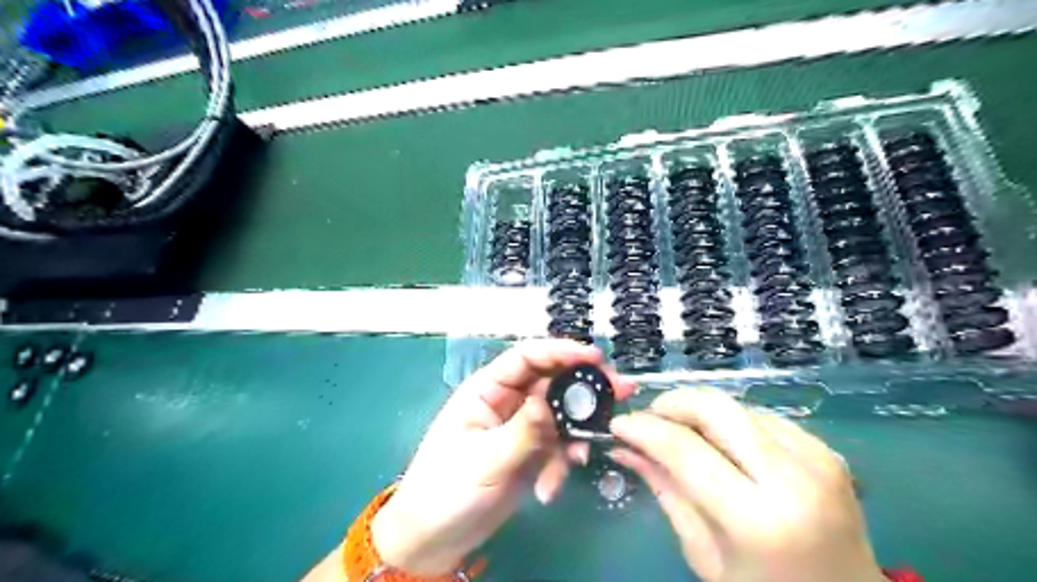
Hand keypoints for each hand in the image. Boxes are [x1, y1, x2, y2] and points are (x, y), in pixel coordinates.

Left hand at [368, 339, 637, 574]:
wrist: (435, 539)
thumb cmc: (447, 490)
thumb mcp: (485, 459)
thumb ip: (523, 431)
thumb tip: (550, 403)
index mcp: (487, 389)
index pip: (527, 357)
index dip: (561, 351)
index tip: (595, 357)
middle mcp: (508, 402)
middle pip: (552, 383)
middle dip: (583, 390)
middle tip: (620, 393)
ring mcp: (522, 428)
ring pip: (560, 416)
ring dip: (575, 435)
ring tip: (581, 457)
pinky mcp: (531, 453)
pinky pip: (558, 447)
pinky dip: (561, 465)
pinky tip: (549, 489)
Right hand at [609, 390, 882, 580]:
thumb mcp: (704, 553)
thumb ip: (665, 491)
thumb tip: (625, 448)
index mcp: (759, 520)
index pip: (686, 451)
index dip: (645, 429)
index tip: (619, 423)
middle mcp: (793, 478)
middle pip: (715, 408)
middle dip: (672, 403)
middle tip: (649, 419)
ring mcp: (817, 457)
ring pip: (736, 405)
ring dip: (699, 412)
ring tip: (682, 435)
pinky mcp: (826, 449)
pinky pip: (761, 417)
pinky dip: (730, 423)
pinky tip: (722, 445)